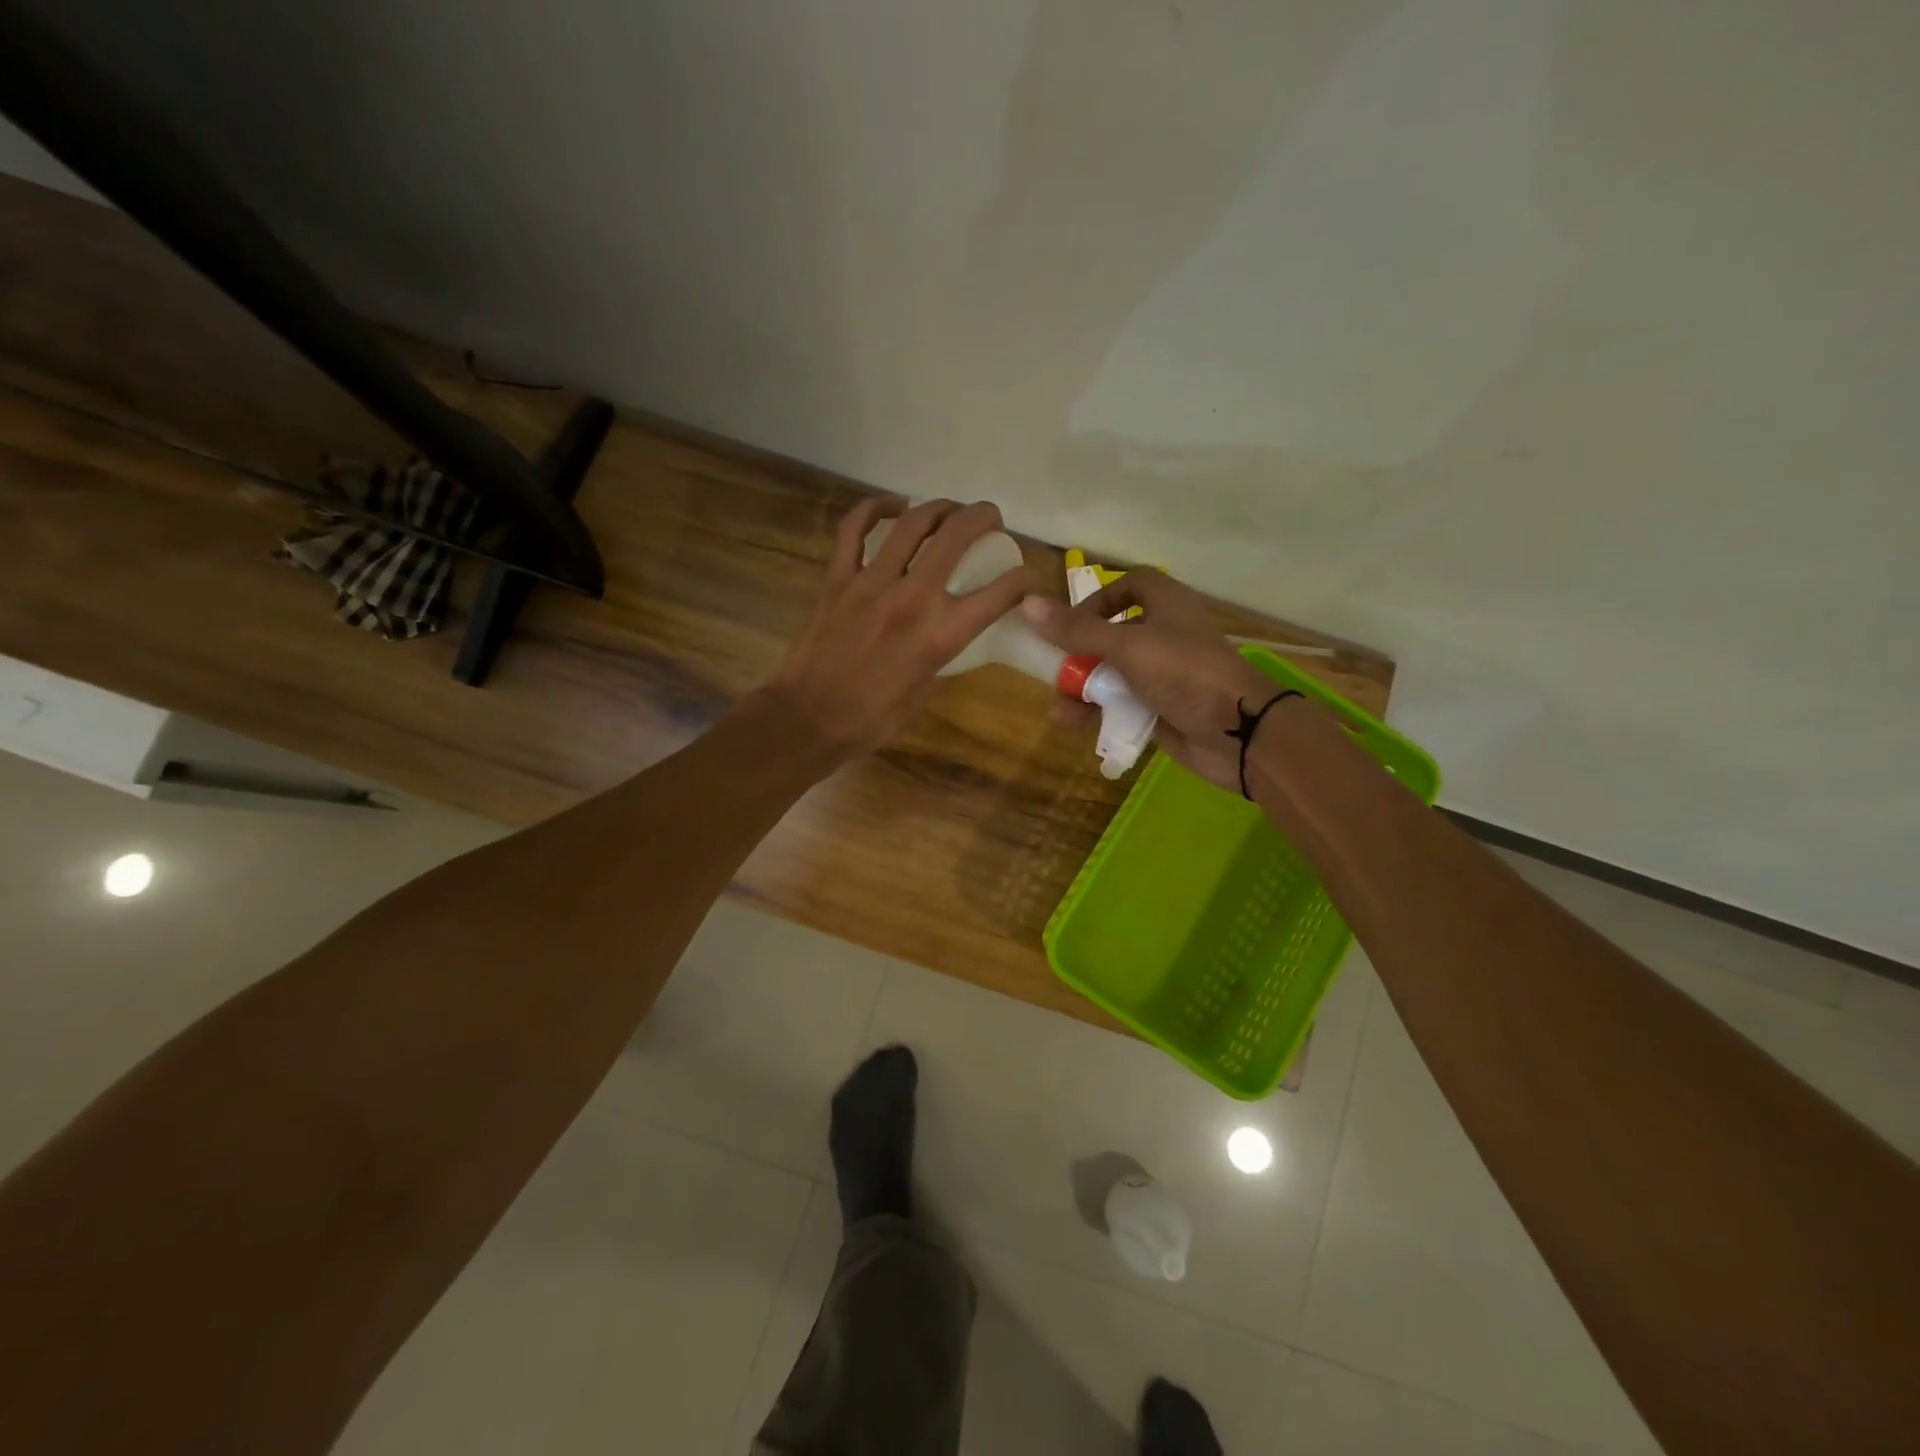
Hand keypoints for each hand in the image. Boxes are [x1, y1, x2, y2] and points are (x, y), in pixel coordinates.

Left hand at [760, 497, 1035, 763]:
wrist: (808, 719)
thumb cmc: (870, 720)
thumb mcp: (923, 694)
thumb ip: (939, 657)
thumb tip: (946, 636)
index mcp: (940, 635)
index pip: (999, 593)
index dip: (1024, 579)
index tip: (1029, 576)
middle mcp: (912, 598)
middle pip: (957, 536)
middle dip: (983, 518)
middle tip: (991, 519)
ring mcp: (871, 582)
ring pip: (912, 522)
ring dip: (939, 507)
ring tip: (949, 510)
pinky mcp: (838, 578)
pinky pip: (853, 528)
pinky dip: (874, 509)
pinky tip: (891, 506)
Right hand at [1021, 572, 1283, 793]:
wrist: (1237, 731)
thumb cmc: (1183, 672)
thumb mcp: (1126, 646)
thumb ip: (1077, 630)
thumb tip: (1029, 604)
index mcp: (1166, 605)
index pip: (1131, 584)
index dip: (1100, 597)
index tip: (1073, 620)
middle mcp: (1165, 635)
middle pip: (1114, 633)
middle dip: (1081, 652)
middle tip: (1058, 667)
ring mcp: (1164, 675)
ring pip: (1114, 674)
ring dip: (1084, 687)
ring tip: (1060, 703)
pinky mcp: (1161, 709)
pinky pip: (1121, 705)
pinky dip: (1097, 712)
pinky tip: (1070, 722)